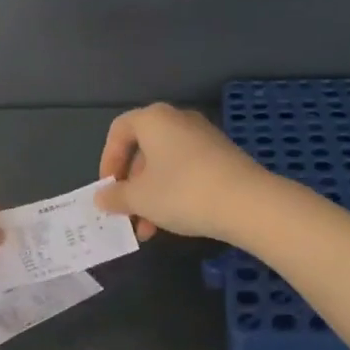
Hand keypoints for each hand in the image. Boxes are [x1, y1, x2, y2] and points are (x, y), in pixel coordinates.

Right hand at [95, 103, 268, 242]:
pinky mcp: (223, 156)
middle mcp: (179, 120)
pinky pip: (188, 170)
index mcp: (154, 119)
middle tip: (127, 213)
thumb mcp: (140, 198)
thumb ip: (116, 196)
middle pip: (144, 149)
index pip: (119, 130)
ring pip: (166, 164)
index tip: (108, 189)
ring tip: (149, 230)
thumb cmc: (182, 192)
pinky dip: (174, 191)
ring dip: (152, 195)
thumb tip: (102, 197)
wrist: (248, 203)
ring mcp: (205, 137)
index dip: (108, 160)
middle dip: (132, 185)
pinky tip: (175, 221)